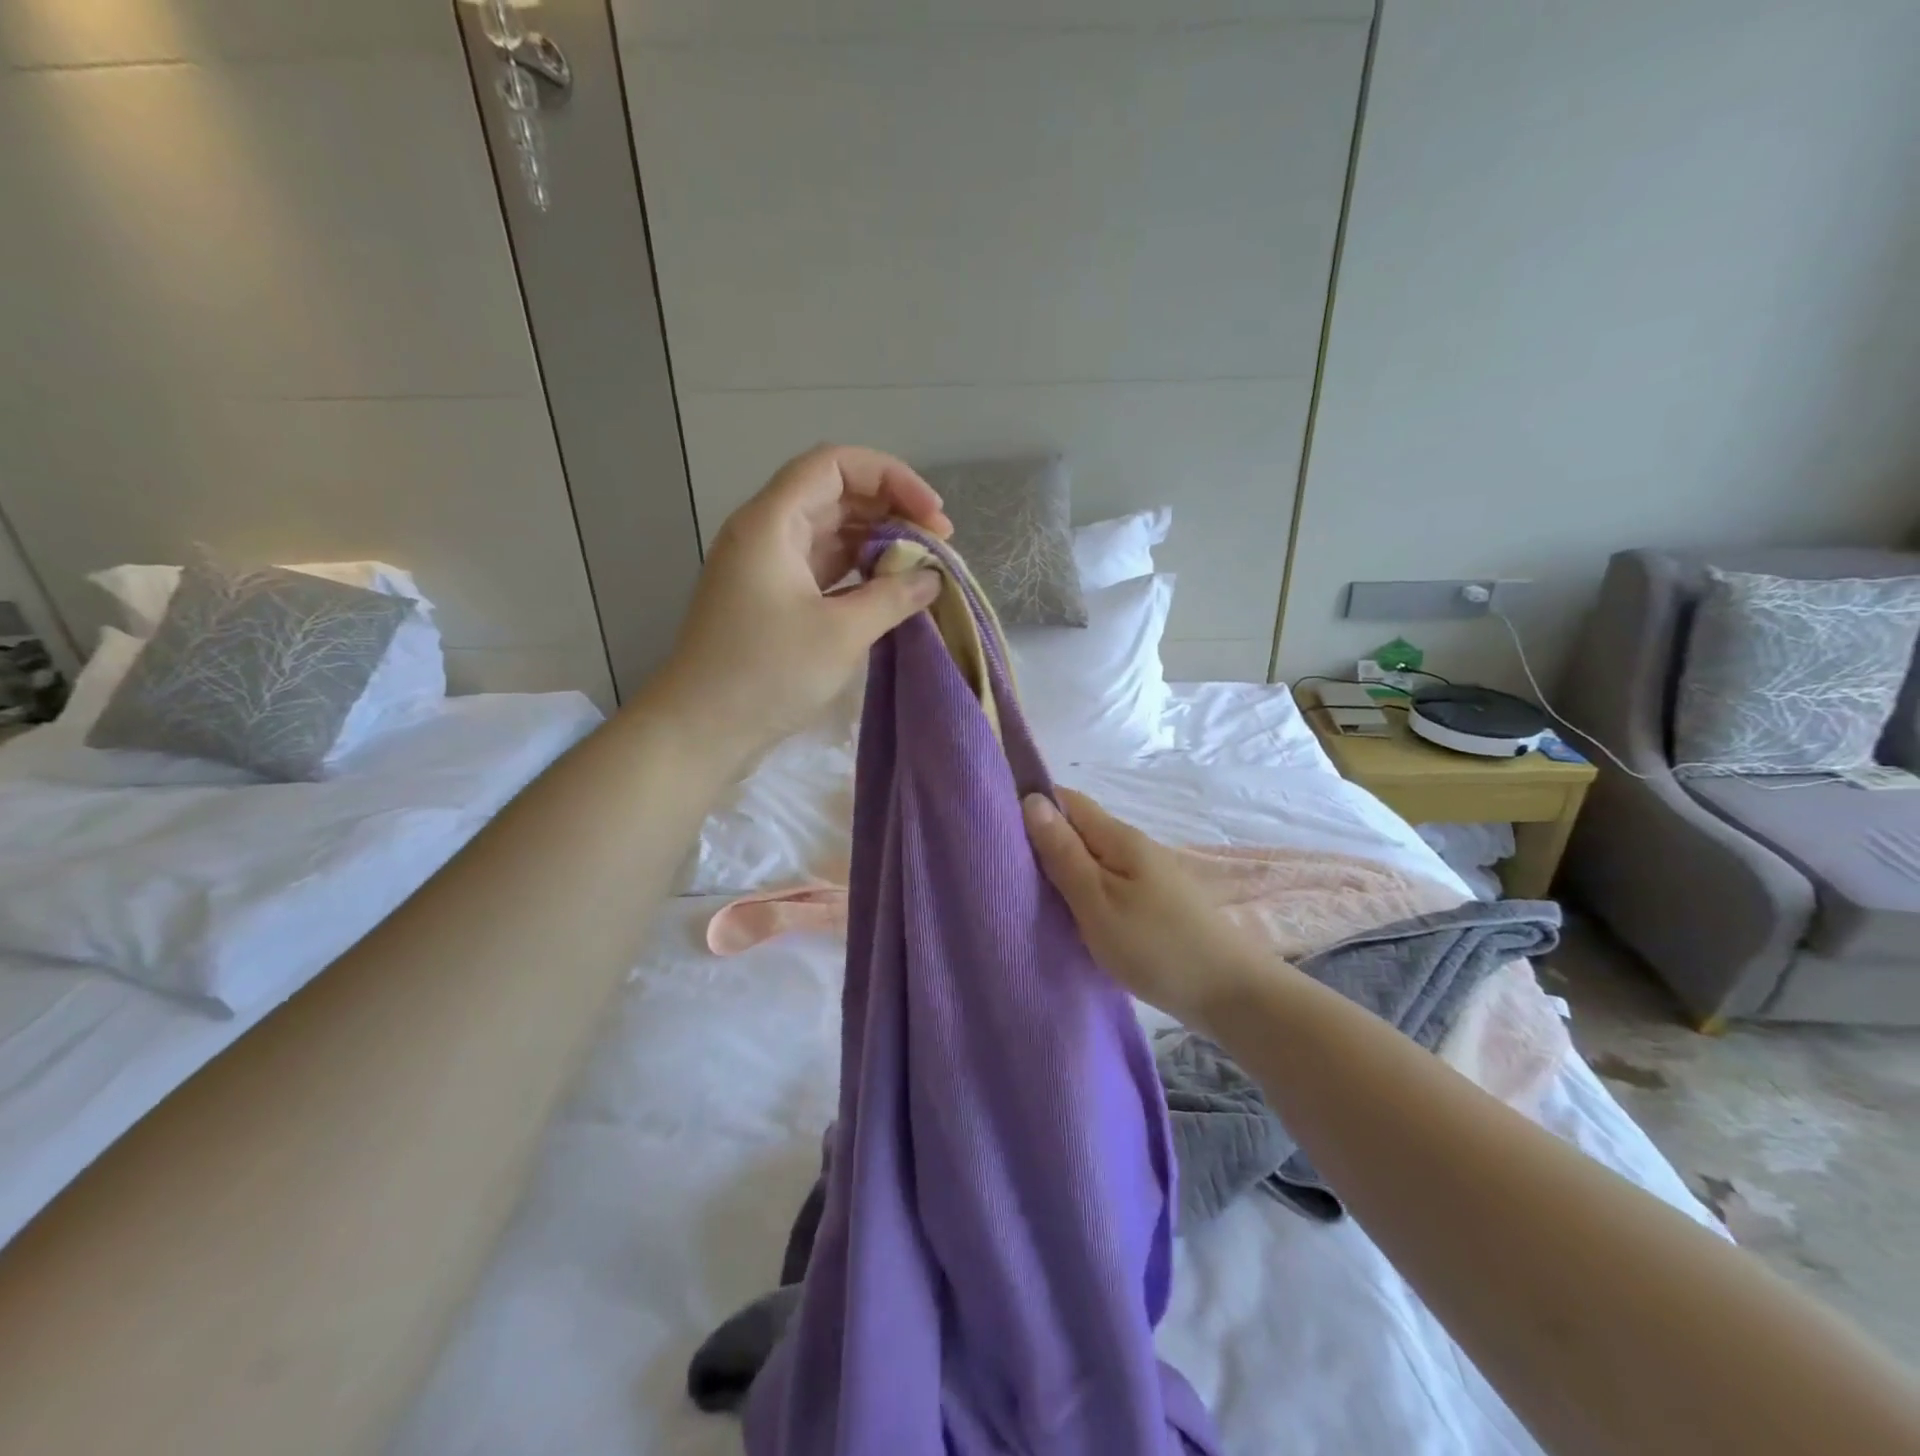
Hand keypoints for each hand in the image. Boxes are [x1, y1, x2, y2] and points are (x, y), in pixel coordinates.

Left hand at [650, 444, 951, 767]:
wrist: (701, 729)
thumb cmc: (767, 673)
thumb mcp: (841, 634)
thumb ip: (893, 597)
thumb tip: (932, 578)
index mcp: (773, 523)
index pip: (835, 465)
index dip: (891, 477)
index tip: (933, 513)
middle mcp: (767, 533)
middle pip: (836, 495)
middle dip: (891, 511)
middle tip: (938, 544)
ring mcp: (768, 568)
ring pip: (831, 534)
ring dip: (878, 543)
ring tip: (922, 567)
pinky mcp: (773, 600)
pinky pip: (823, 569)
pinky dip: (859, 573)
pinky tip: (891, 591)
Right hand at [1022, 789, 1274, 1030]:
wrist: (1229, 994)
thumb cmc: (1155, 946)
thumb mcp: (1097, 900)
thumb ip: (1063, 853)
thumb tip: (1031, 800)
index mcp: (1118, 837)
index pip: (1067, 799)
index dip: (1032, 804)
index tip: (996, 827)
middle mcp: (1132, 846)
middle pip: (1078, 829)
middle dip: (1042, 841)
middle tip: (1003, 867)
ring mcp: (1145, 875)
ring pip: (1091, 858)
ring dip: (1061, 869)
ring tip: (1027, 892)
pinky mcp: (1151, 902)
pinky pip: (1105, 882)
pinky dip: (1081, 890)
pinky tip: (1067, 913)